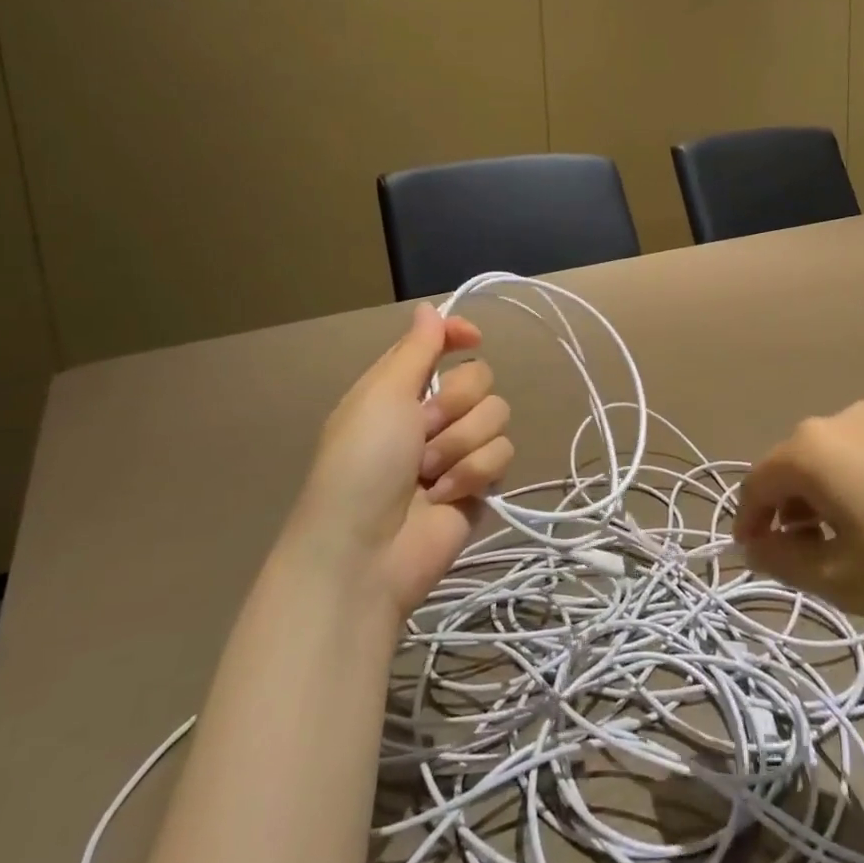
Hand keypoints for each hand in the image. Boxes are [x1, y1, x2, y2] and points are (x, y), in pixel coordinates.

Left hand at [286, 304, 513, 616]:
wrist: (365, 554)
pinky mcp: (479, 484)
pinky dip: (472, 474)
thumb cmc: (361, 465)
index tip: (472, 339)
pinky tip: (444, 496)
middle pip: (480, 378)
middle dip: (456, 404)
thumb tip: (429, 308)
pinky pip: (502, 456)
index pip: (442, 345)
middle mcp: (432, 414)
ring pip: (496, 416)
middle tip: (423, 431)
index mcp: (401, 388)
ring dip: (460, 445)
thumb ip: (415, 350)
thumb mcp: (381, 396)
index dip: (459, 337)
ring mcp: (457, 450)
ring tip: (428, 475)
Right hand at [734, 401, 863, 634]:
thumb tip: (753, 546)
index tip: (755, 561)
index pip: (757, 483)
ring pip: (833, 459)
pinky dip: (860, 485)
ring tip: (849, 547)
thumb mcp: (844, 581)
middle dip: (789, 512)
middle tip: (805, 562)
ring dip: (825, 499)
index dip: (749, 523)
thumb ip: (783, 562)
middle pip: (795, 466)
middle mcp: (842, 418)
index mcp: (813, 448)